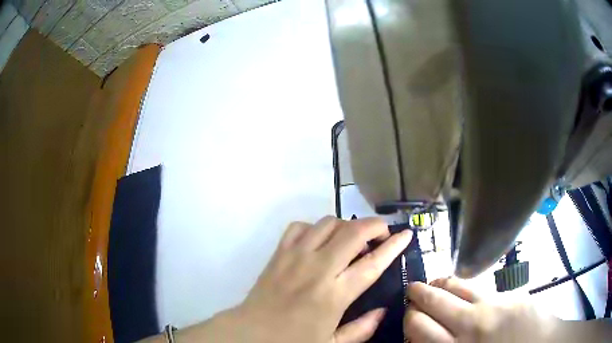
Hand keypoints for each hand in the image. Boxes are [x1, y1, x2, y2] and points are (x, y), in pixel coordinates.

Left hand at [228, 216, 412, 342]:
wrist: (251, 332)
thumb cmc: (293, 341)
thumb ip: (362, 329)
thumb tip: (383, 310)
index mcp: (335, 295)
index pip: (372, 263)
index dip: (394, 246)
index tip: (406, 234)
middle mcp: (318, 269)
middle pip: (353, 232)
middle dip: (375, 225)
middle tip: (382, 234)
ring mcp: (296, 256)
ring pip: (328, 223)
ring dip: (347, 226)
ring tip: (351, 240)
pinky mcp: (279, 253)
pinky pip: (300, 226)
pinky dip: (315, 228)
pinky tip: (319, 241)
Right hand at [404, 278, 558, 342]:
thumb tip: (422, 337)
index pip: (418, 326)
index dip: (408, 318)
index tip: (408, 316)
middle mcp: (471, 327)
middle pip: (432, 303)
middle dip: (416, 296)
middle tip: (412, 295)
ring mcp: (492, 307)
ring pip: (454, 286)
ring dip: (437, 284)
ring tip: (431, 284)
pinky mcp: (507, 295)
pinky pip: (476, 286)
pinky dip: (459, 284)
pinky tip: (456, 286)